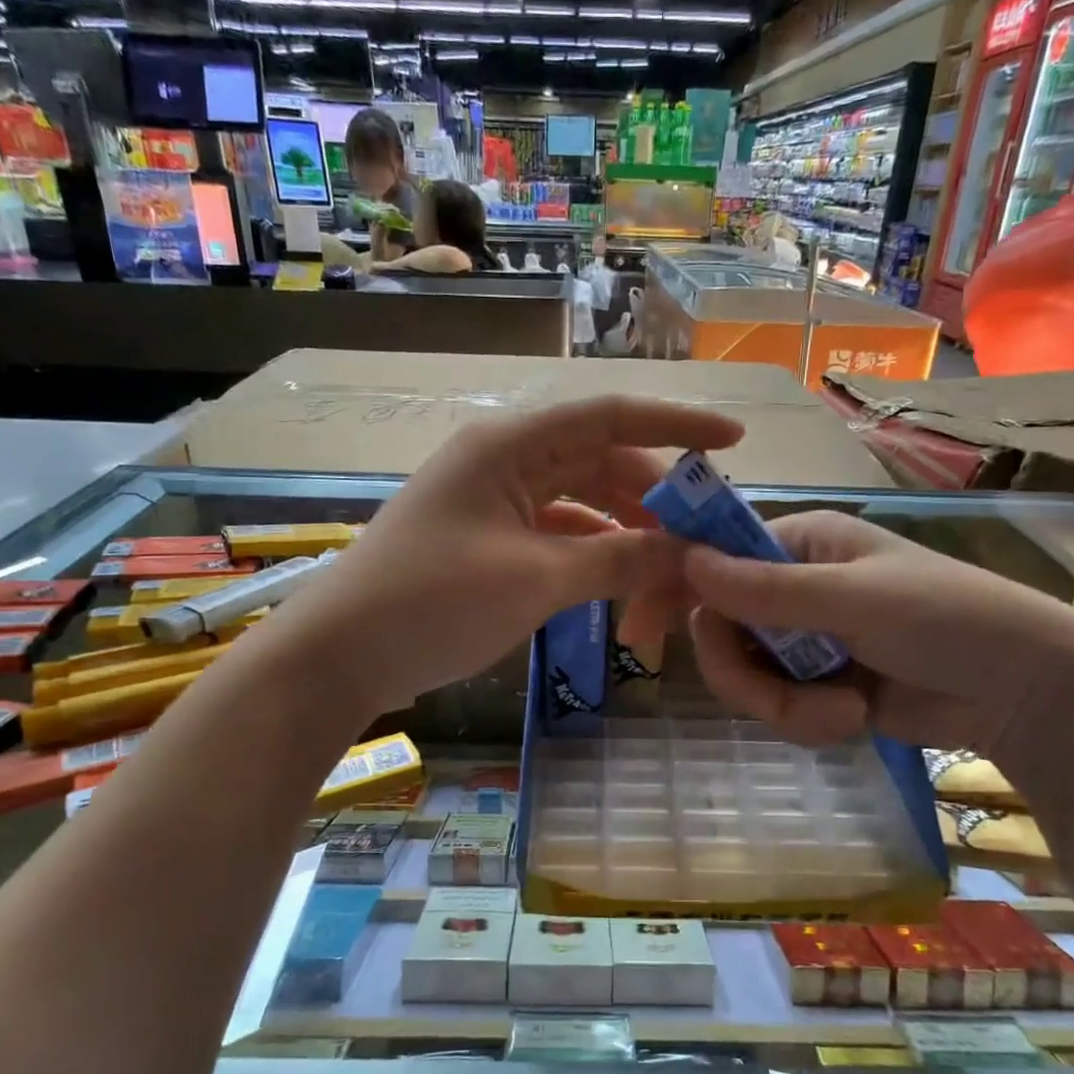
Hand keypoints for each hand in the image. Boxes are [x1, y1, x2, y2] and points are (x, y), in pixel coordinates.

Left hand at [269, 396, 742, 717]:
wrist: (339, 657)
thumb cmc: (431, 604)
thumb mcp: (535, 580)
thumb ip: (618, 559)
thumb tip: (689, 552)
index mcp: (510, 446)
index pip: (610, 417)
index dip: (677, 424)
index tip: (734, 443)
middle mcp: (505, 462)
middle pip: (601, 464)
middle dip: (655, 502)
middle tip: (701, 544)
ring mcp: (495, 502)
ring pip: (583, 504)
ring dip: (625, 536)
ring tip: (664, 580)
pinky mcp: (490, 541)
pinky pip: (558, 535)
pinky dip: (593, 557)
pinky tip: (619, 587)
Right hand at [682, 511, 1073, 763]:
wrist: (1027, 690)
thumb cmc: (947, 619)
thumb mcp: (852, 600)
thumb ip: (765, 588)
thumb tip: (685, 560)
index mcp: (798, 544)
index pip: (714, 558)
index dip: (672, 587)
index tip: (635, 629)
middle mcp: (792, 587)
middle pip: (719, 631)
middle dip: (743, 675)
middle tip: (772, 698)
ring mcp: (805, 640)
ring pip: (744, 677)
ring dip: (784, 707)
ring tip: (841, 713)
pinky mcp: (820, 686)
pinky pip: (778, 707)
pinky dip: (808, 722)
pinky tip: (853, 720)